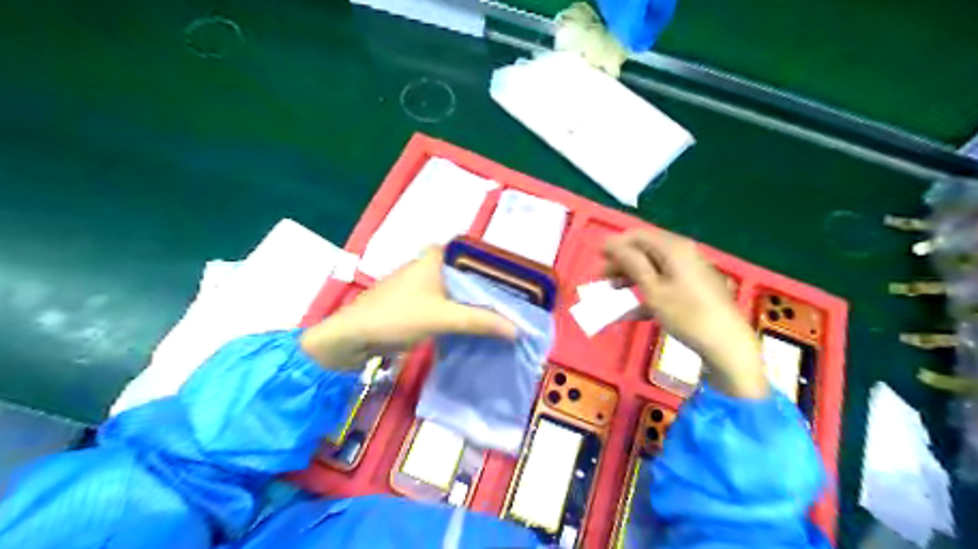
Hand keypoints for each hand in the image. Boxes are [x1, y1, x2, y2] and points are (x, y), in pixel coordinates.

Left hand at [300, 247, 513, 369]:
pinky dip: (465, 316)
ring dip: (480, 305)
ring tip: (509, 317)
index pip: (478, 255)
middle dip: (494, 291)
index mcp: (436, 256)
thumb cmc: (396, 316)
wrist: (352, 338)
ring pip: (461, 292)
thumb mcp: (442, 317)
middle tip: (521, 305)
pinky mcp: (420, 304)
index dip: (502, 268)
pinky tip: (483, 327)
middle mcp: (432, 265)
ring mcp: (425, 285)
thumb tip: (517, 330)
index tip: (525, 283)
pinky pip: (451, 306)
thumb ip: (480, 321)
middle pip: (471, 275)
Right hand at [601, 230, 766, 397]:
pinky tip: (631, 312)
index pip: (636, 235)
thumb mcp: (653, 289)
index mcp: (673, 248)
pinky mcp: (693, 287)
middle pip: (644, 250)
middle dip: (621, 264)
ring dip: (631, 278)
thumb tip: (610, 242)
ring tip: (613, 294)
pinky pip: (663, 282)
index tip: (596, 260)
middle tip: (602, 281)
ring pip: (652, 267)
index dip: (614, 245)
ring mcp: (689, 270)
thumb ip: (631, 263)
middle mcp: (682, 253)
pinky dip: (646, 292)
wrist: (727, 344)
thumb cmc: (686, 314)